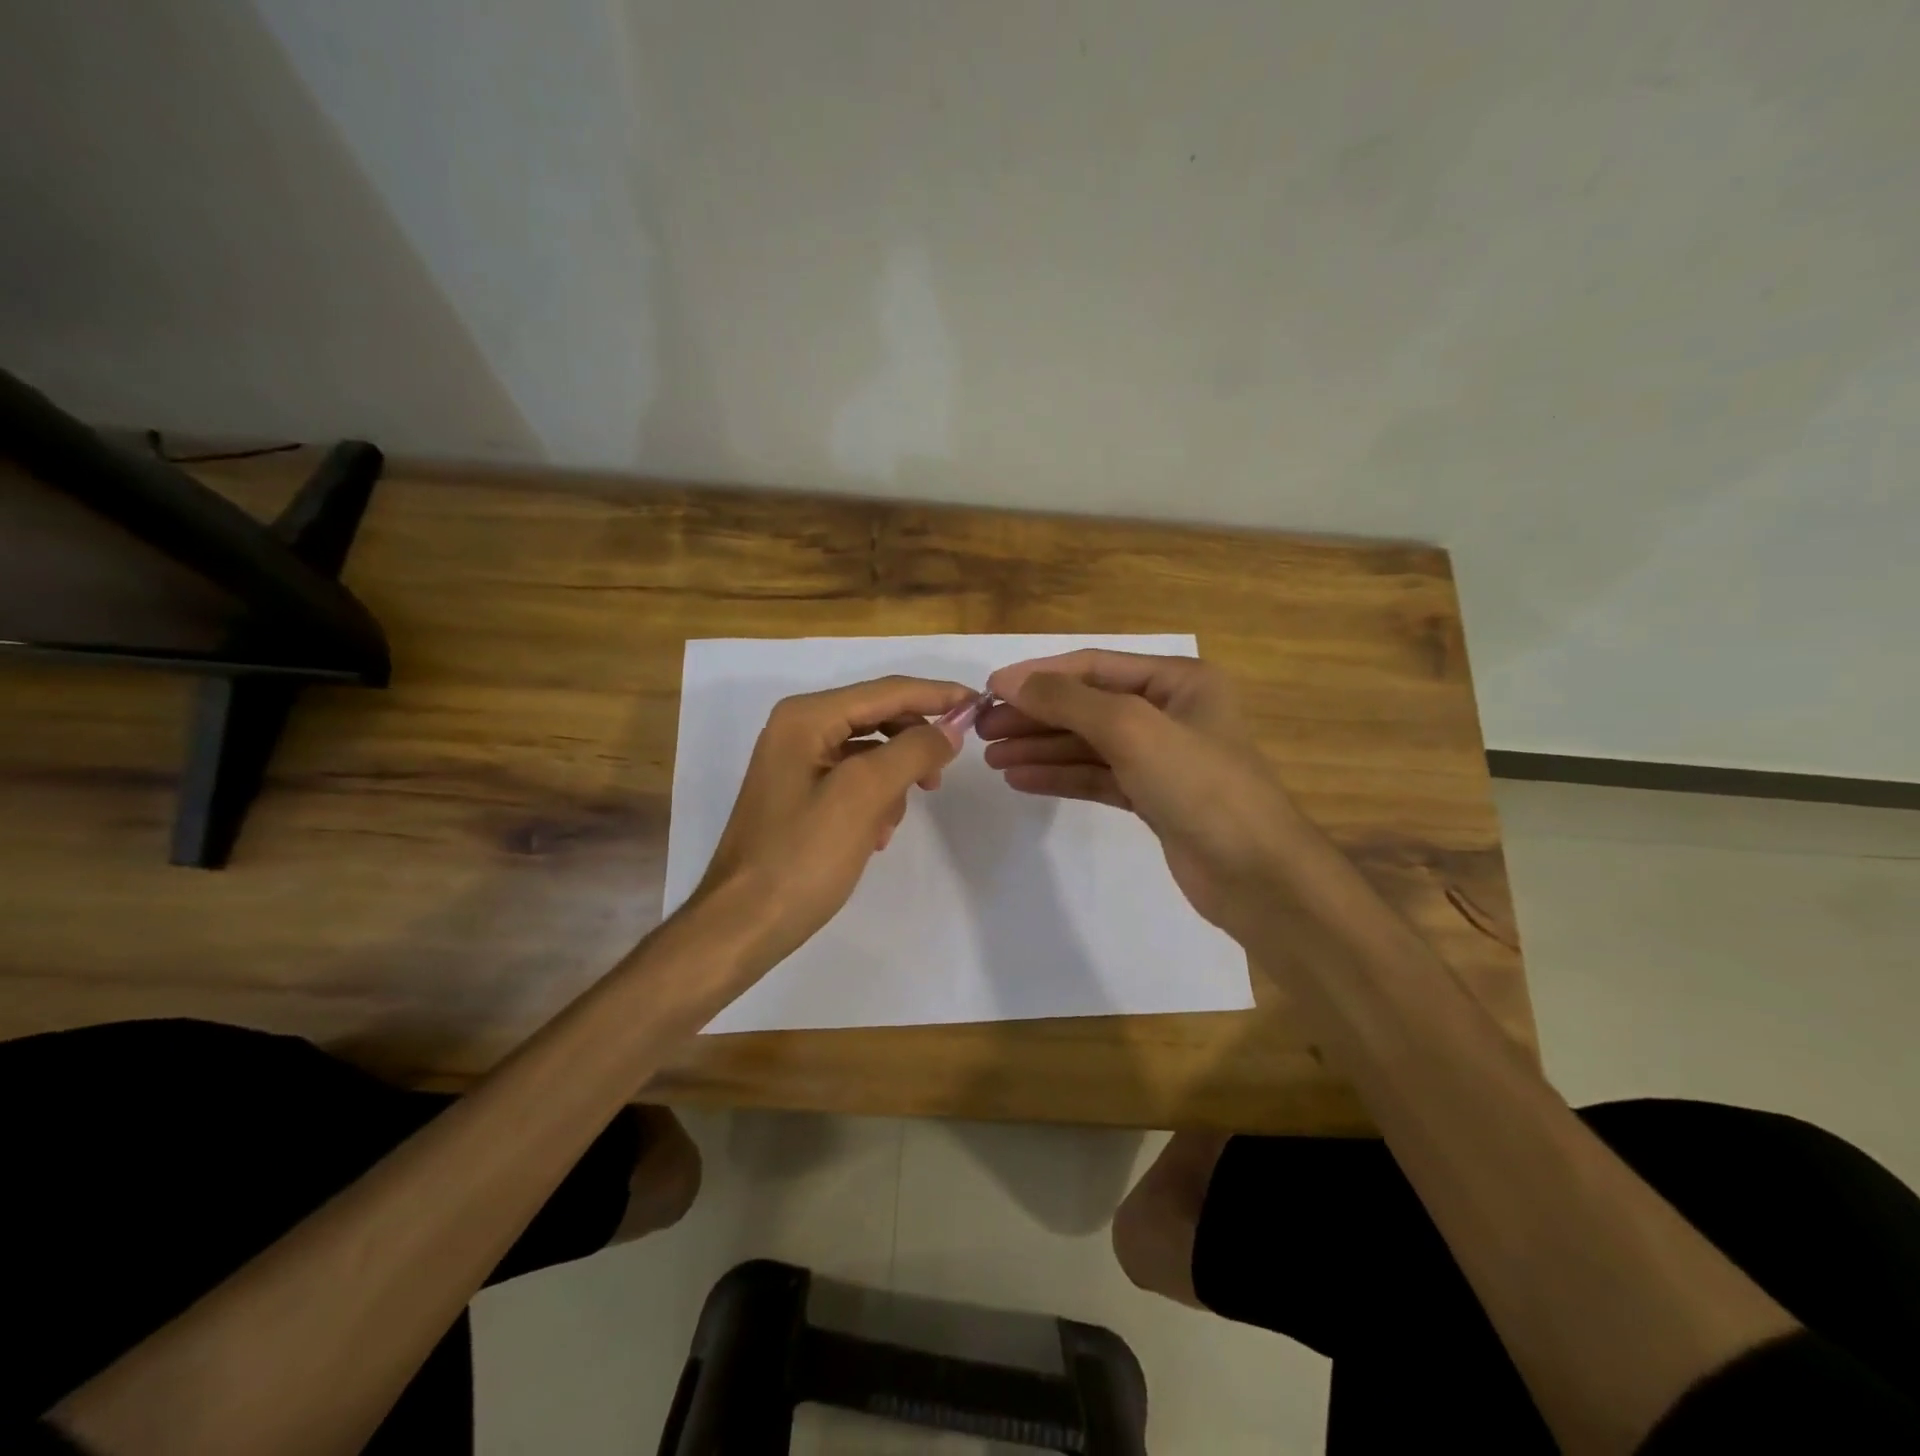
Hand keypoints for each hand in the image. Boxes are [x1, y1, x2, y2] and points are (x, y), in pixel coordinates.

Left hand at [690, 675, 972, 967]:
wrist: (744, 922)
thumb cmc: (803, 856)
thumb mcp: (864, 795)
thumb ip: (913, 751)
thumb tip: (950, 729)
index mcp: (806, 717)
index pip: (886, 691)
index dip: (937, 695)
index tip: (979, 704)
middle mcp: (798, 728)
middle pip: (877, 717)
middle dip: (913, 744)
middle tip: (942, 776)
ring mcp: (796, 761)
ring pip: (869, 751)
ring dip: (894, 779)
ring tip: (894, 820)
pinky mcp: (800, 793)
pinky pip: (853, 779)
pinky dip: (874, 799)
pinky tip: (876, 835)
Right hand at [978, 651, 1300, 936]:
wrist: (1256, 875)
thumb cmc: (1200, 785)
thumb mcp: (1133, 729)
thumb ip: (1070, 701)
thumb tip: (1012, 682)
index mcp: (1178, 681)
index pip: (1095, 665)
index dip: (1040, 675)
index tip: (989, 689)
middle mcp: (1170, 712)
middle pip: (1088, 705)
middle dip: (1036, 715)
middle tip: (983, 729)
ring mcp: (1161, 758)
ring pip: (1088, 744)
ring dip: (1041, 747)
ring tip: (992, 757)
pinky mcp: (1152, 797)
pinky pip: (1096, 777)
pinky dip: (1060, 776)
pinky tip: (1021, 779)